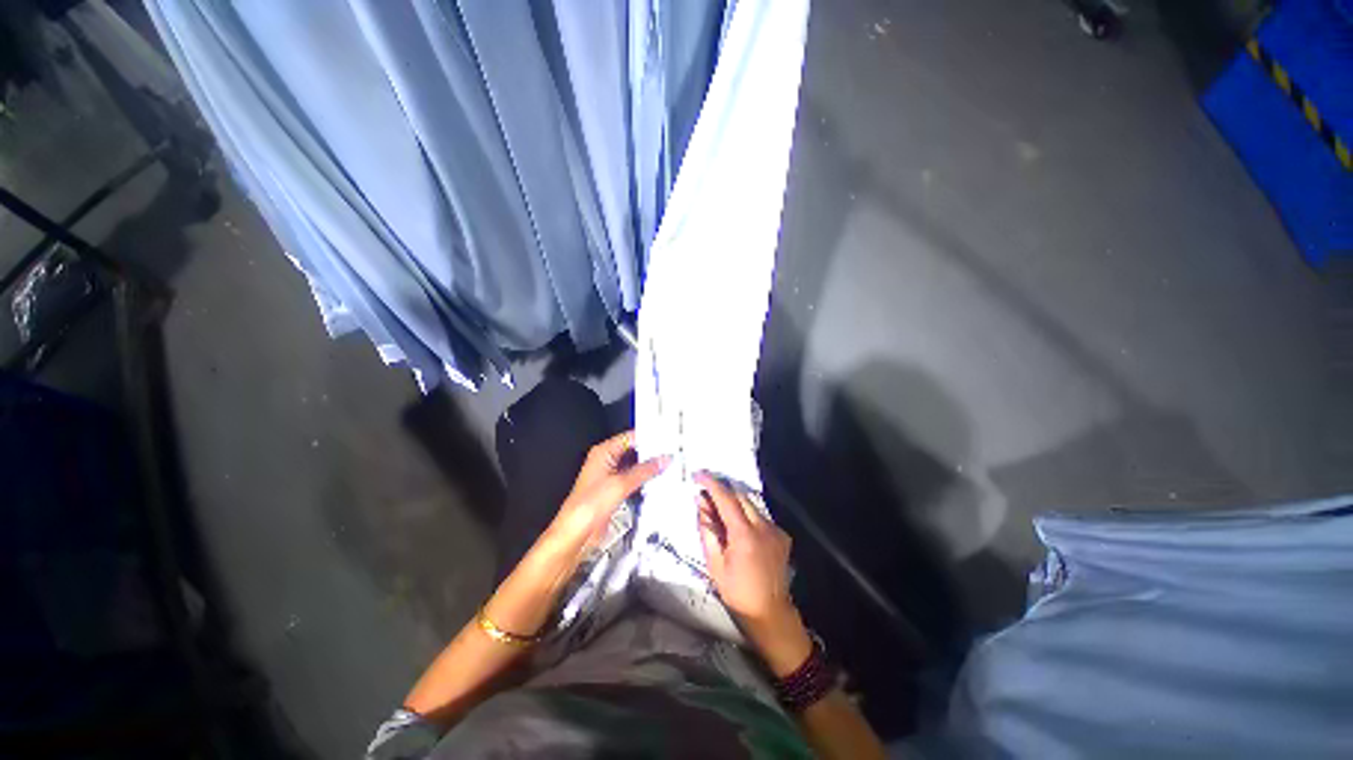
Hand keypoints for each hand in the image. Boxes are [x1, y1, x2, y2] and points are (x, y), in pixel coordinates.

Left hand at [547, 431, 668, 554]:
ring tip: (665, 467)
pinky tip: (656, 482)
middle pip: (633, 452)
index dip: (647, 438)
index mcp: (603, 453)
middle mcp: (606, 462)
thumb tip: (661, 461)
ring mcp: (610, 477)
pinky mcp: (614, 491)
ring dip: (648, 469)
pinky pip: (633, 481)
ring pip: (635, 467)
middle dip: (650, 455)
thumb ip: (644, 471)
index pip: (630, 438)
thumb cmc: (586, 507)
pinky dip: (644, 481)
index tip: (664, 442)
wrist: (577, 533)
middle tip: (668, 455)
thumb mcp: (621, 484)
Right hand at [695, 472, 811, 674]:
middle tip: (707, 494)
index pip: (726, 498)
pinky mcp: (782, 535)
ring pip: (751, 504)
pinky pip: (761, 515)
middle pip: (740, 495)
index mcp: (744, 534)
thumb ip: (707, 529)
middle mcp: (763, 526)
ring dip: (735, 502)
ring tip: (720, 511)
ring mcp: (775, 529)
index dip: (711, 483)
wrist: (770, 613)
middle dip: (722, 491)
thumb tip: (701, 503)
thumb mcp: (714, 564)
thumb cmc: (737, 592)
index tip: (698, 474)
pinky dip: (747, 514)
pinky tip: (740, 527)